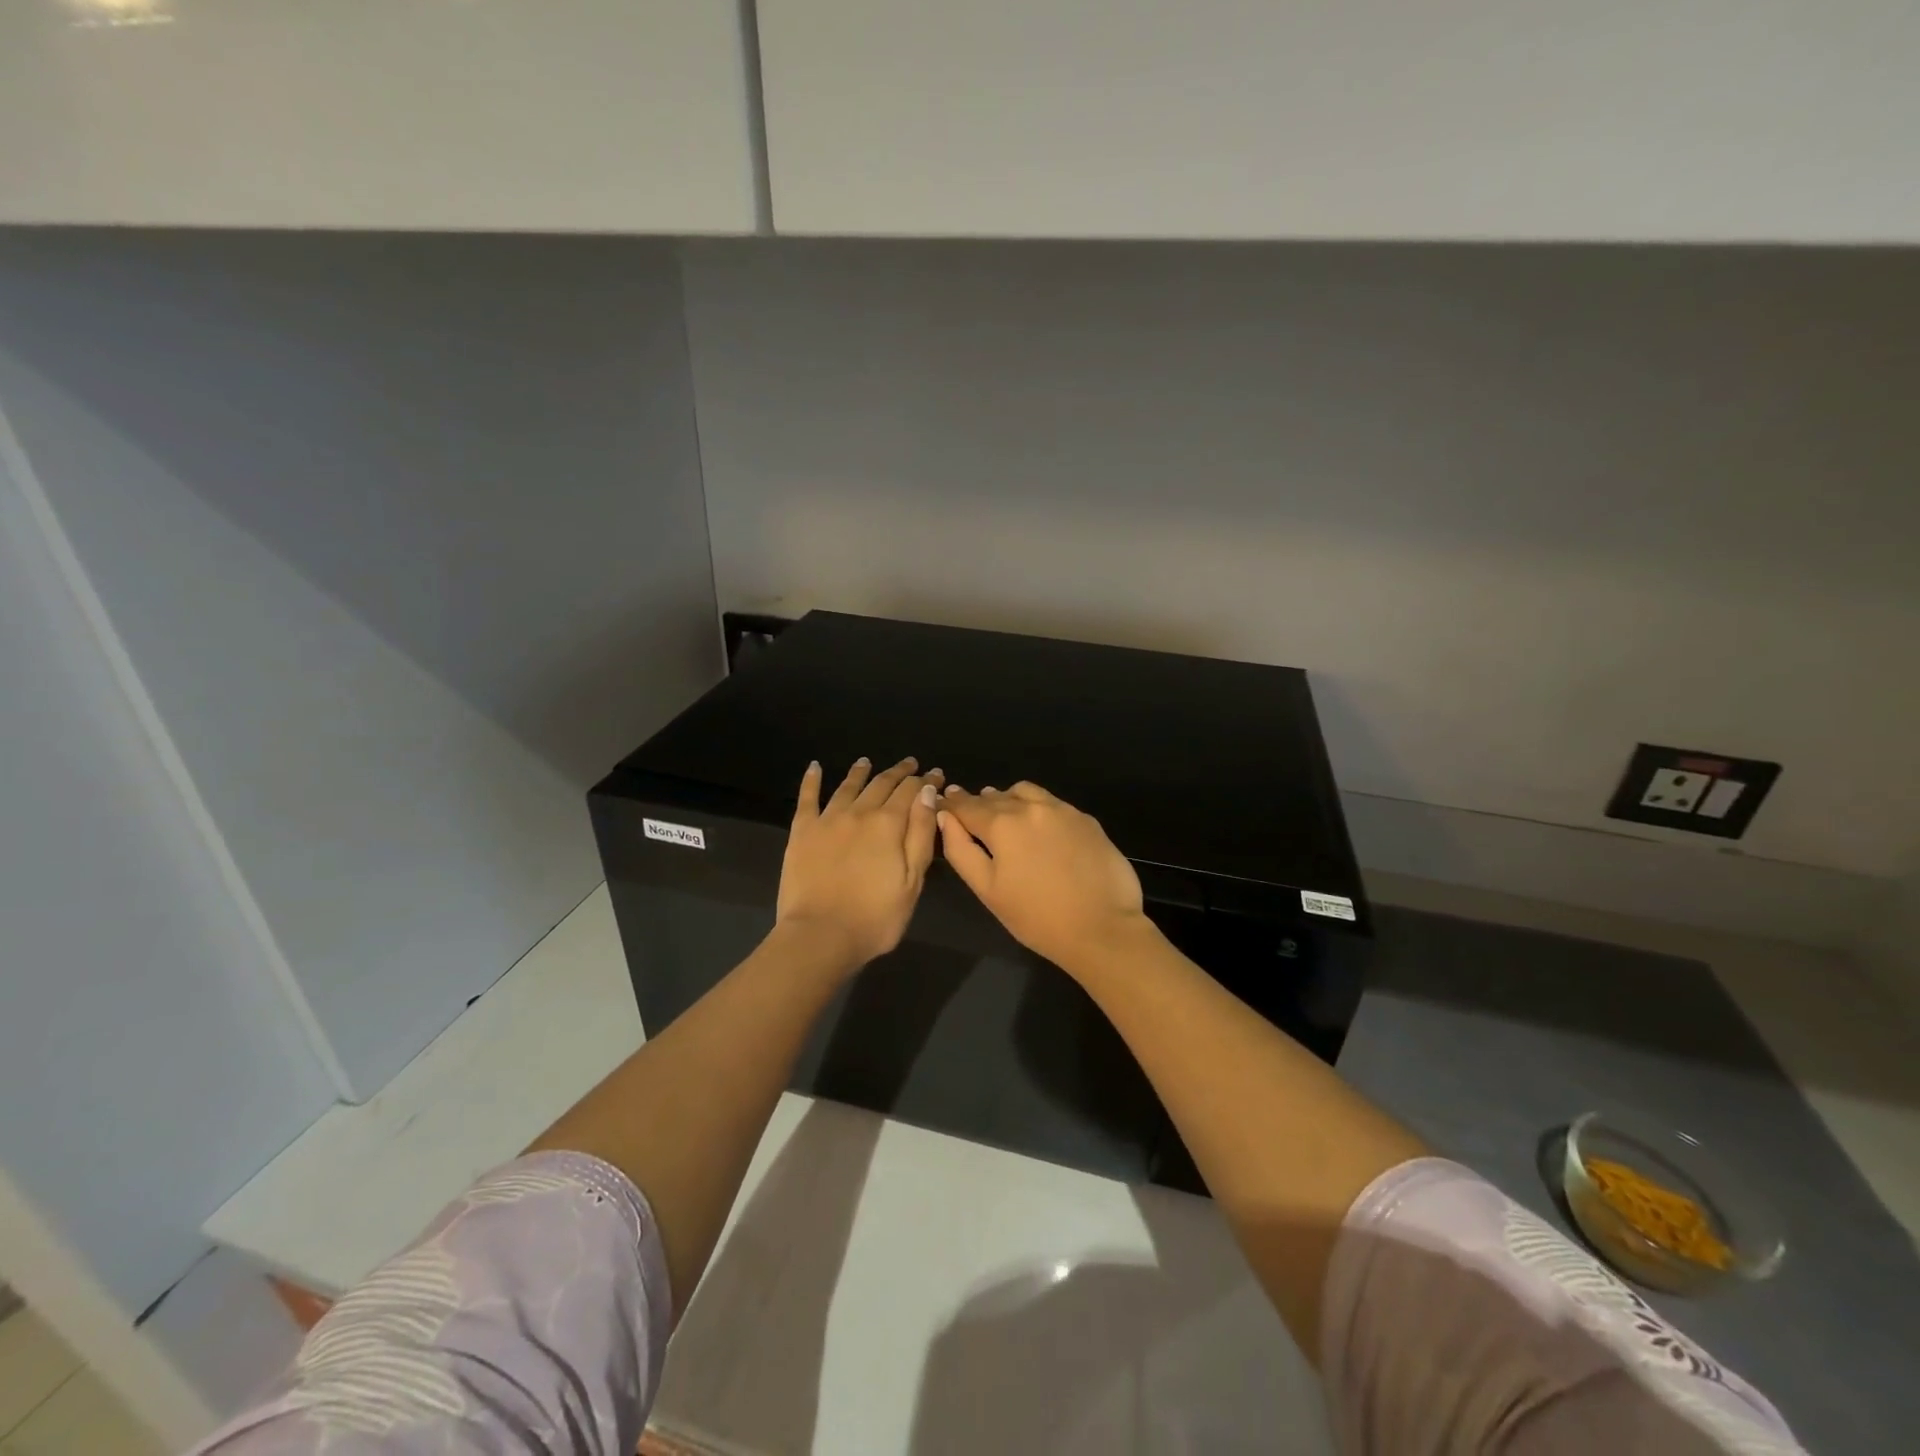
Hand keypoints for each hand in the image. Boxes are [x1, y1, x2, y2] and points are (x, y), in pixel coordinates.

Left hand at [776, 756, 942, 968]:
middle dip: (899, 772)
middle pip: (882, 784)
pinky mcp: (802, 831)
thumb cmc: (875, 917)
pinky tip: (815, 767)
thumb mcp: (912, 880)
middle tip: (910, 764)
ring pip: (848, 786)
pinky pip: (808, 798)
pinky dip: (812, 780)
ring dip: (861, 771)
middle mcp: (859, 812)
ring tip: (867, 762)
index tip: (935, 774)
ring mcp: (827, 819)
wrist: (820, 936)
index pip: (911, 792)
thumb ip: (921, 834)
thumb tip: (927, 793)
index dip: (925, 781)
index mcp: (889, 824)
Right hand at [936, 782, 1152, 977]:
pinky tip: (1041, 829)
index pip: (967, 806)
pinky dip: (1038, 808)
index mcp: (1002, 824)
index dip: (952, 805)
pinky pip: (1053, 803)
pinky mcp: (1086, 819)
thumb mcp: (988, 890)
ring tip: (1006, 817)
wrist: (1102, 928)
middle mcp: (1031, 806)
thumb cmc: (1037, 917)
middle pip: (996, 797)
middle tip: (971, 815)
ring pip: (1026, 792)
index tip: (943, 804)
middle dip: (979, 804)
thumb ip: (961, 850)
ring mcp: (1063, 810)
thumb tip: (945, 818)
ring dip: (1009, 799)